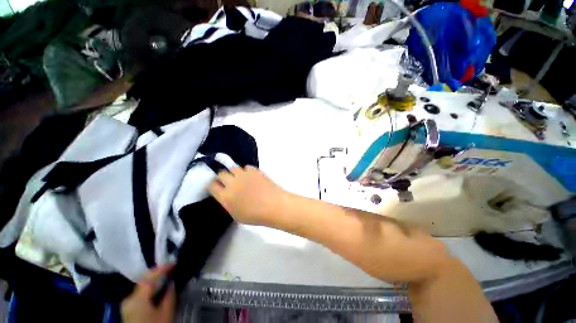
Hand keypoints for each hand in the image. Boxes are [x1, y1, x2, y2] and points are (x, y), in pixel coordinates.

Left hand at [121, 266, 175, 322]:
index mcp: (137, 297)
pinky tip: (157, 290)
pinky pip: (140, 295)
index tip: (174, 263)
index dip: (163, 268)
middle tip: (170, 269)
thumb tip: (171, 283)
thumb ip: (170, 296)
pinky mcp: (129, 311)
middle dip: (157, 274)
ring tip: (166, 278)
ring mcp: (127, 305)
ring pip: (142, 288)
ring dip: (154, 282)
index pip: (150, 276)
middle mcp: (129, 298)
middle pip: (144, 281)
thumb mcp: (166, 313)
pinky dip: (150, 290)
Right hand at [208, 166, 288, 226]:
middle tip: (228, 181)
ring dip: (234, 172)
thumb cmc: (255, 215)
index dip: (213, 185)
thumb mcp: (236, 215)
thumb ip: (229, 203)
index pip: (211, 185)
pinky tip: (251, 176)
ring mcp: (244, 175)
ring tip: (240, 178)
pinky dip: (247, 171)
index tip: (216, 186)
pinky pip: (246, 167)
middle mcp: (232, 183)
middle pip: (221, 174)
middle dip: (222, 177)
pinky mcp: (254, 170)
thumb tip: (228, 195)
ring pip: (233, 168)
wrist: (273, 205)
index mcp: (225, 196)